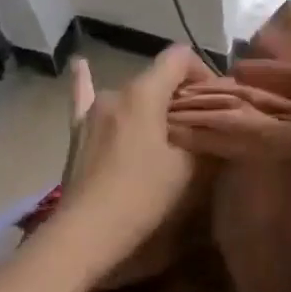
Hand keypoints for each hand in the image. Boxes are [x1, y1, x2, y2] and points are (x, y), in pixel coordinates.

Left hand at [55, 45, 211, 269]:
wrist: (86, 234)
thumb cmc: (142, 195)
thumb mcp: (187, 166)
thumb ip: (202, 135)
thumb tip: (211, 123)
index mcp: (145, 92)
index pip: (179, 57)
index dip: (201, 69)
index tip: (212, 98)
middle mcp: (117, 91)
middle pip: (156, 77)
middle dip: (179, 93)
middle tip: (196, 122)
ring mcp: (93, 111)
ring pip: (131, 94)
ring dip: (150, 103)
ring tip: (163, 128)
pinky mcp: (78, 132)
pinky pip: (82, 98)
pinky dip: (83, 81)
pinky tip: (79, 64)